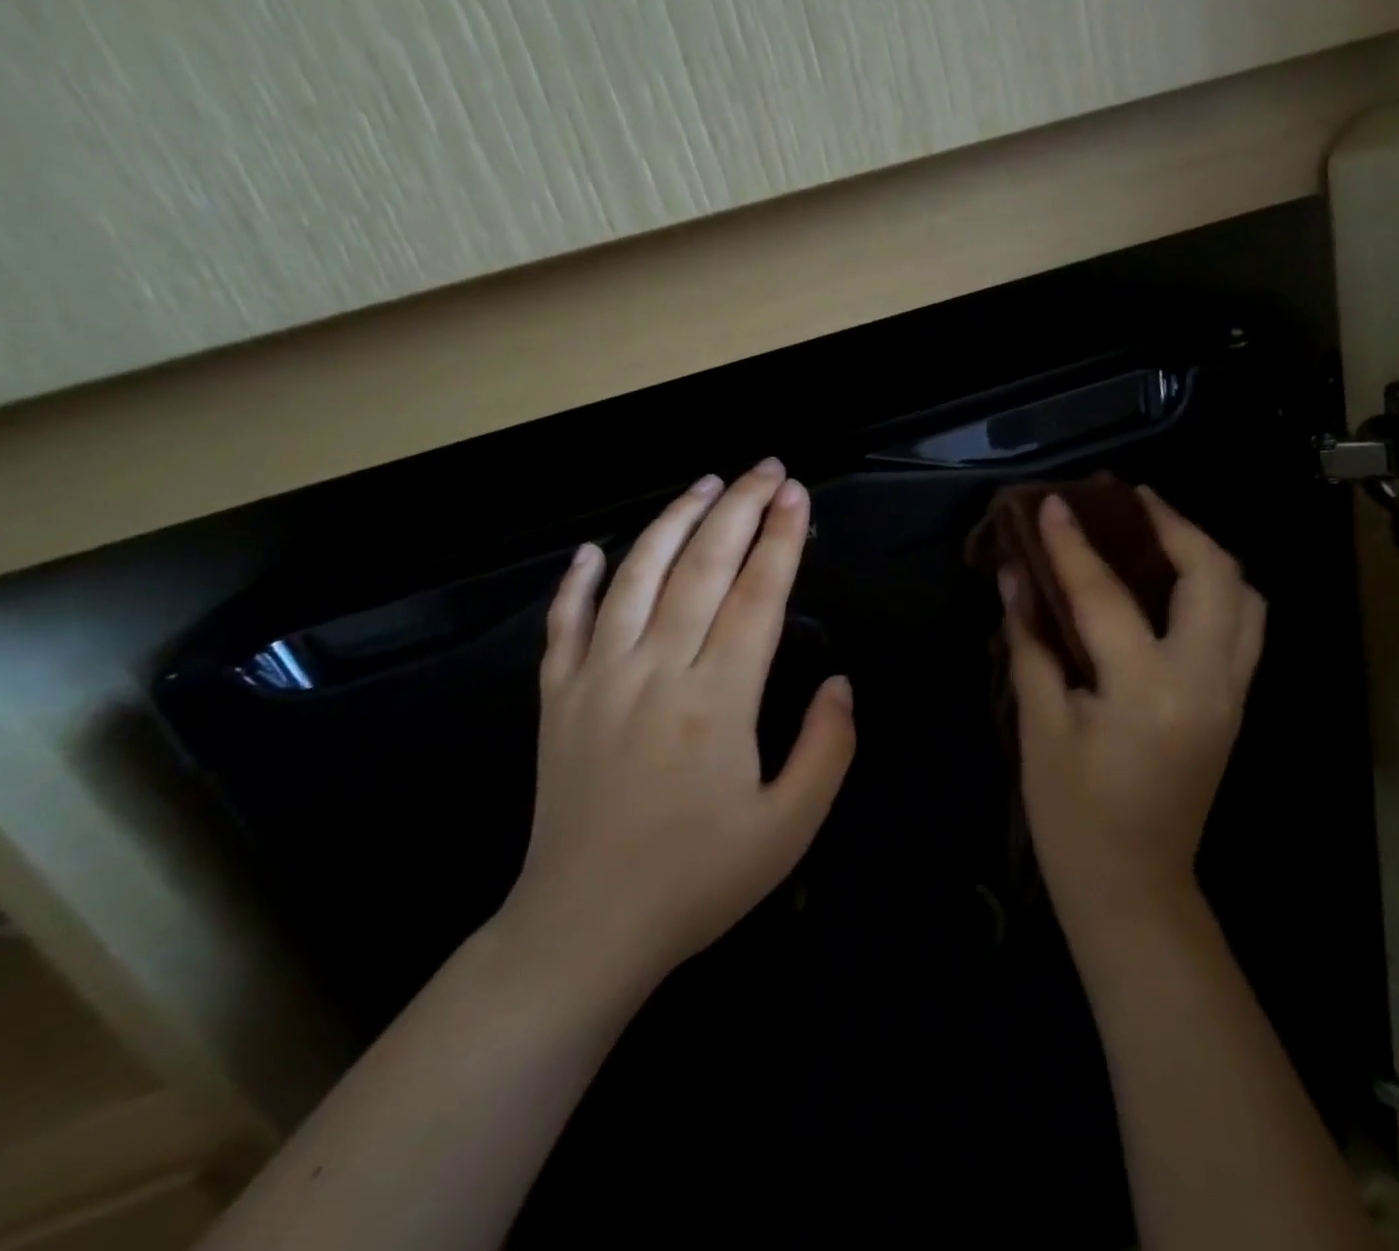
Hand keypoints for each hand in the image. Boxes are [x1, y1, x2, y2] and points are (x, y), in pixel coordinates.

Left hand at [495, 460, 855, 1004]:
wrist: (584, 929)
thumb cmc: (698, 880)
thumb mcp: (789, 828)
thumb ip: (827, 748)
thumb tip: (840, 682)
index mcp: (717, 700)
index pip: (756, 596)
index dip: (781, 539)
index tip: (798, 493)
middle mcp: (655, 672)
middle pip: (700, 567)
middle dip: (739, 509)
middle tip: (766, 468)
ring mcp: (597, 680)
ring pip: (635, 578)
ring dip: (672, 522)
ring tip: (705, 485)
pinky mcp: (558, 700)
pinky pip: (564, 624)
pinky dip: (578, 581)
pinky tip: (593, 550)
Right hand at [1002, 488, 1264, 930]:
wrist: (1134, 887)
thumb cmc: (1073, 816)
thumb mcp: (1040, 727)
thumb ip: (1031, 644)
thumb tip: (1013, 576)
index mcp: (1147, 692)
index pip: (1105, 596)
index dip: (1073, 545)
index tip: (1053, 502)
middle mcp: (1205, 682)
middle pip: (1213, 575)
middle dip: (1174, 525)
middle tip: (1129, 501)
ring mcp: (1232, 693)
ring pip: (1246, 597)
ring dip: (1206, 553)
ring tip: (1159, 532)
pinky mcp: (1236, 704)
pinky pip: (1245, 627)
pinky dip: (1219, 590)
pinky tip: (1176, 585)